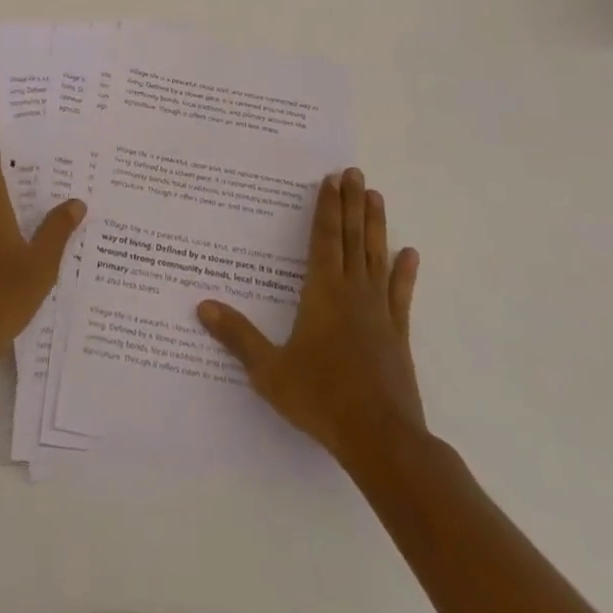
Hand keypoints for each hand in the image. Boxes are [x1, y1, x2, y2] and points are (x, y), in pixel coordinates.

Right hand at [197, 167, 424, 465]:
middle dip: (352, 203)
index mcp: (322, 293)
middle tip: (355, 172)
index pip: (324, 239)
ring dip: (376, 225)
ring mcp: (379, 312)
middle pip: (352, 237)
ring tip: (377, 196)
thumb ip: (238, 336)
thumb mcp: (269, 370)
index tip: (332, 179)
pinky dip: (404, 273)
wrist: (381, 440)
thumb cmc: (321, 398)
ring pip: (376, 256)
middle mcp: (353, 292)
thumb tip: (202, 306)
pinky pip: (401, 295)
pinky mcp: (398, 334)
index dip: (327, 208)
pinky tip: (410, 254)